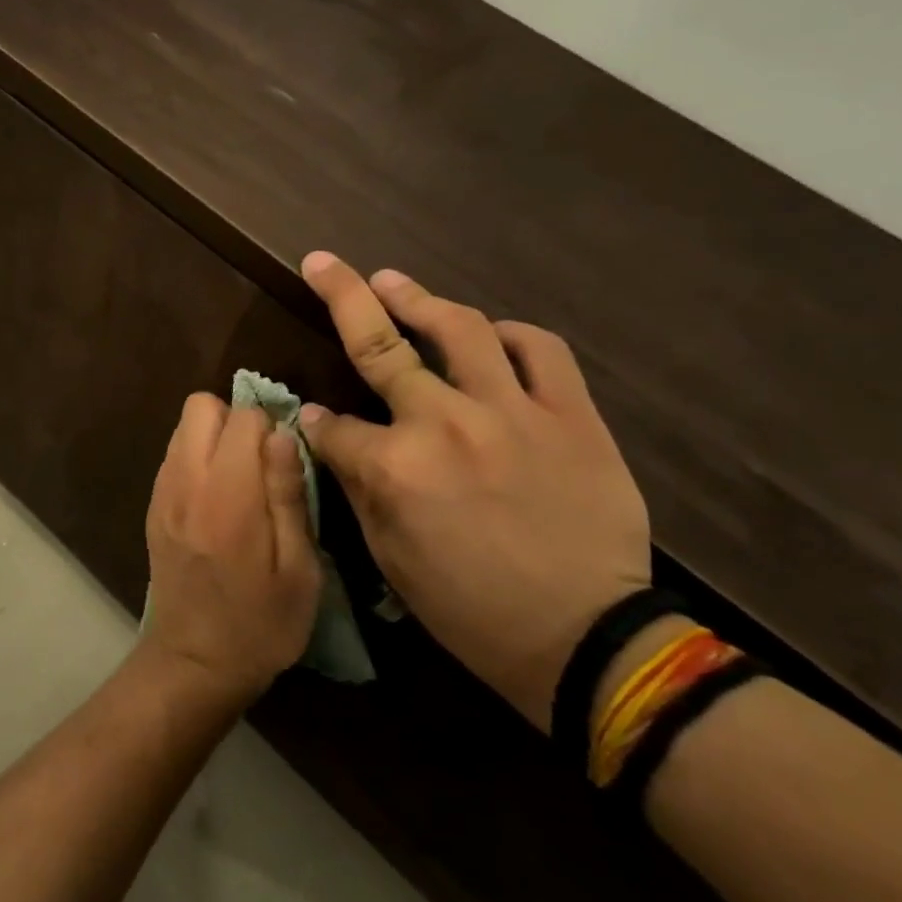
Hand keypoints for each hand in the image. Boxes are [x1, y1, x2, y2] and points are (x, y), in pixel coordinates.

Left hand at [143, 394, 322, 708]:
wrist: (194, 664)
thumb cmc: (261, 625)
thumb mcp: (298, 568)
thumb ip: (288, 494)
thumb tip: (281, 434)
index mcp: (227, 496)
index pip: (243, 417)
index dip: (271, 427)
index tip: (286, 459)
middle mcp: (185, 482)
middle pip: (200, 406)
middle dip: (235, 419)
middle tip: (262, 462)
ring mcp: (162, 494)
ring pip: (183, 428)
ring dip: (214, 437)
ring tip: (242, 480)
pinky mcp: (153, 508)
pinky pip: (174, 457)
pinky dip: (197, 459)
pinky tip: (218, 500)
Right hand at [298, 253, 651, 728]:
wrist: (587, 639)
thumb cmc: (472, 609)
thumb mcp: (391, 558)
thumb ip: (355, 485)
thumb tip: (324, 430)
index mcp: (395, 469)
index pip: (335, 426)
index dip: (317, 422)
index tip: (313, 420)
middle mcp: (445, 424)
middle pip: (380, 347)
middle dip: (343, 297)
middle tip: (323, 262)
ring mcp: (512, 412)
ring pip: (460, 329)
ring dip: (419, 298)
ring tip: (394, 280)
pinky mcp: (570, 415)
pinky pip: (540, 350)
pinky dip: (510, 334)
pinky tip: (491, 333)